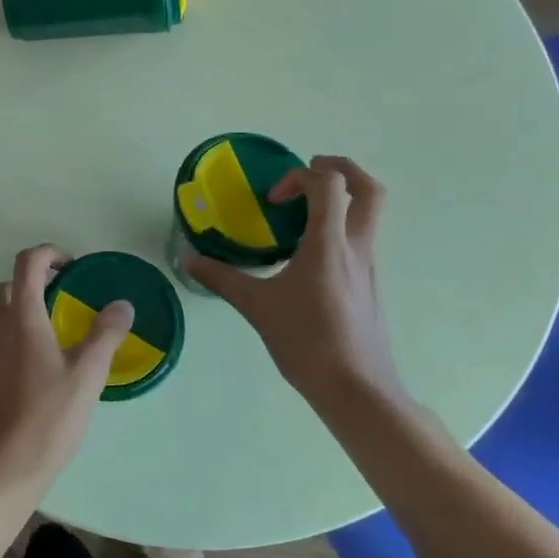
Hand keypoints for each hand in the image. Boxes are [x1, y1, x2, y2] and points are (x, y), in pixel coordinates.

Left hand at [0, 246, 132, 497]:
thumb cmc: (48, 418)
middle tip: (64, 301)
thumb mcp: (88, 376)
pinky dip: (8, 344)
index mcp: (22, 318)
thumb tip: (122, 304)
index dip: (49, 254)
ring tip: (50, 339)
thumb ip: (105, 334)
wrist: (1, 470)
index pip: (27, 263)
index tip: (72, 266)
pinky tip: (28, 372)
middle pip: (7, 287)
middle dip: (33, 284)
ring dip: (20, 313)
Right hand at [186, 156, 409, 412]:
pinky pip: (360, 239)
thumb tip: (188, 259)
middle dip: (341, 168)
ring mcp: (370, 266)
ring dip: (340, 200)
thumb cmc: (307, 342)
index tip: (274, 201)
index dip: (299, 177)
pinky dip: (339, 229)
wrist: (357, 389)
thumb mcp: (257, 307)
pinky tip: (308, 257)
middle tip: (309, 171)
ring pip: (368, 214)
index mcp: (329, 244)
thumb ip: (222, 278)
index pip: (329, 184)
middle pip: (368, 188)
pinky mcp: (371, 285)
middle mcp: (357, 247)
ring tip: (302, 215)